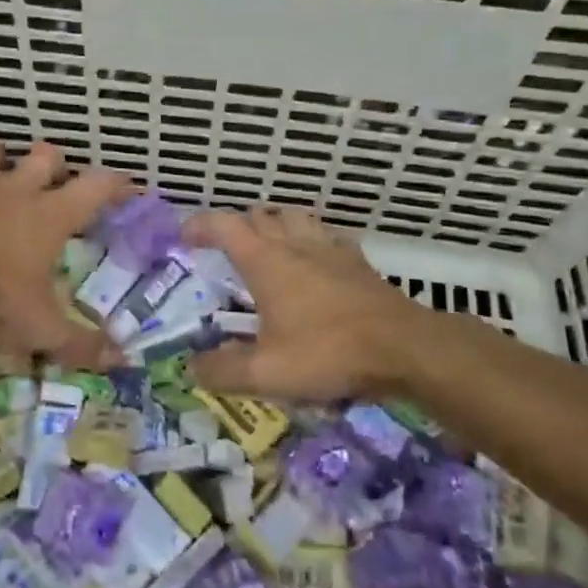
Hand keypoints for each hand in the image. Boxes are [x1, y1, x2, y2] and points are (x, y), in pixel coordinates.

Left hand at [0, 138, 132, 367]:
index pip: (96, 186)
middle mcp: (17, 189)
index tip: (128, 189)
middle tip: (55, 187)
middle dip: (55, 166)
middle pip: (46, 155)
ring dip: (0, 158)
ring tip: (1, 176)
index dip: (116, 184)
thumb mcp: (41, 329)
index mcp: (51, 215)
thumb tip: (121, 360)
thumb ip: (81, 343)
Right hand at [185, 206, 432, 400]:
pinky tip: (315, 260)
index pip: (224, 225)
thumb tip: (192, 367)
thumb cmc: (328, 352)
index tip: (184, 238)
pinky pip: (327, 235)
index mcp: (266, 261)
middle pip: (259, 215)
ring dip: (274, 224)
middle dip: (236, 226)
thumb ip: (224, 370)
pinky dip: (311, 239)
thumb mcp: (267, 372)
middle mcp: (294, 244)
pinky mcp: (356, 260)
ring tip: (267, 247)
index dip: (200, 225)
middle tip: (225, 250)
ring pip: (294, 216)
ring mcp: (329, 248)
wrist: (402, 347)